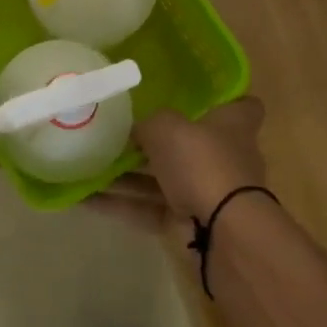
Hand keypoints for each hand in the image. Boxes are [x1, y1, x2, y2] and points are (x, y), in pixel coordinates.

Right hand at [92, 98, 267, 234]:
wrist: (221, 231)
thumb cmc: (202, 162)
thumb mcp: (166, 126)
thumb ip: (147, 124)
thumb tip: (135, 131)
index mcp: (233, 126)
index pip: (242, 106)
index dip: (225, 99)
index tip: (199, 95)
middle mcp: (222, 157)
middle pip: (190, 144)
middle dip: (156, 141)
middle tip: (118, 131)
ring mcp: (205, 193)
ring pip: (161, 179)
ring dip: (126, 175)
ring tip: (87, 164)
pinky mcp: (186, 223)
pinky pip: (147, 208)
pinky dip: (118, 203)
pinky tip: (83, 197)